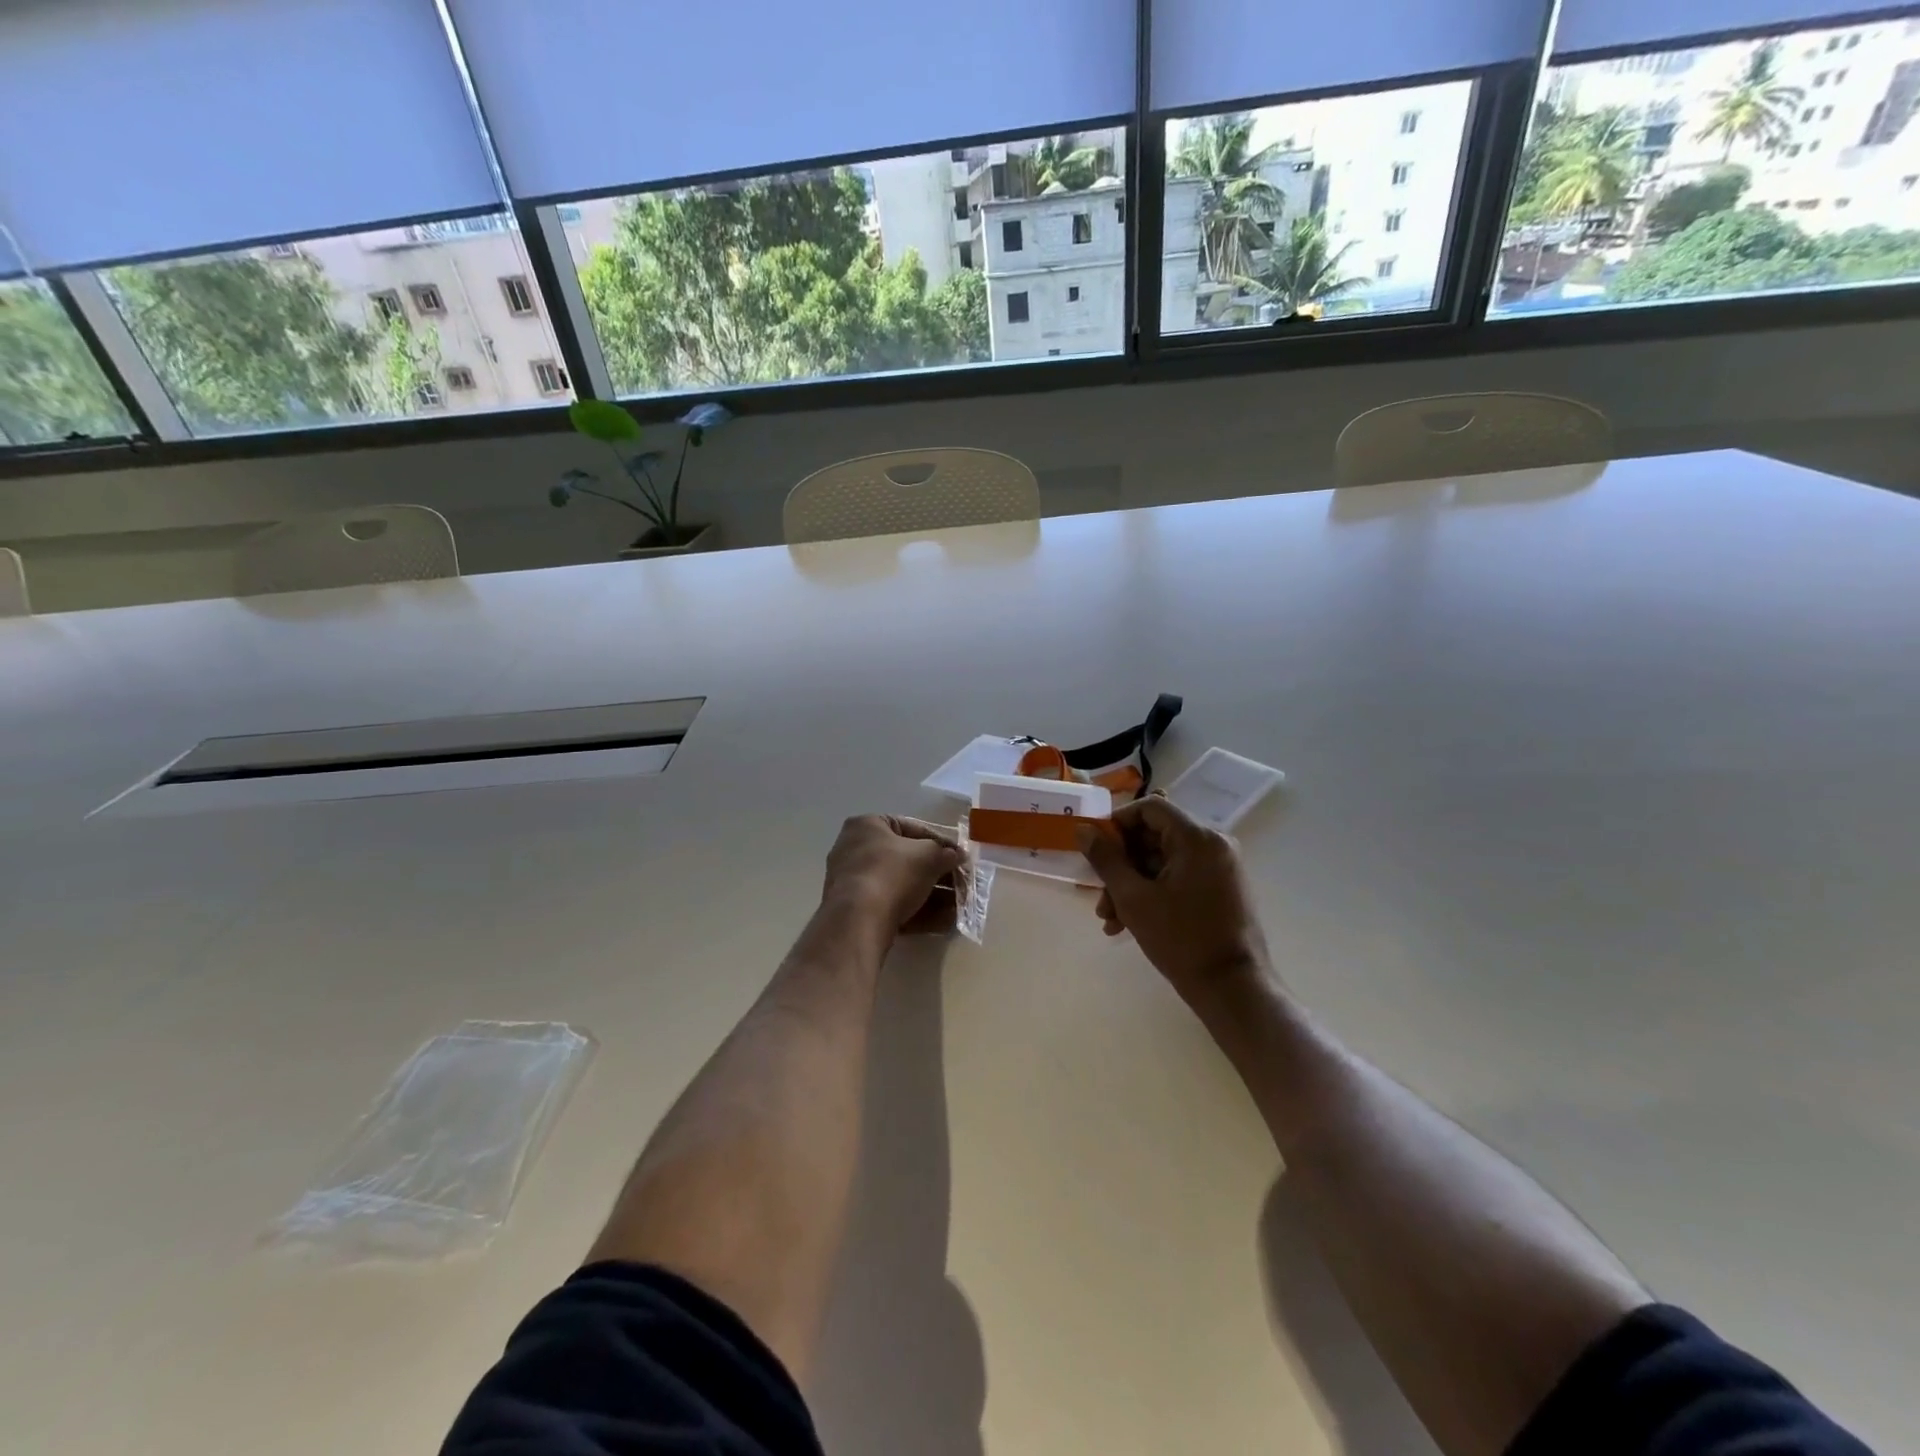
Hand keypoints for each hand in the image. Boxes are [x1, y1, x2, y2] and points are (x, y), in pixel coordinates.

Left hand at [823, 815, 965, 933]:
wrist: (859, 920)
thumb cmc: (893, 872)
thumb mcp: (929, 856)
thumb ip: (945, 853)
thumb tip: (957, 856)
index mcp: (867, 826)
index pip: (910, 828)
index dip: (940, 841)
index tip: (959, 855)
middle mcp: (855, 850)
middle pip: (906, 860)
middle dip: (937, 873)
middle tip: (961, 883)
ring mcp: (854, 883)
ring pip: (901, 886)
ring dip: (933, 896)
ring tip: (958, 906)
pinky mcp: (857, 912)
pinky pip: (893, 906)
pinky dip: (918, 912)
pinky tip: (945, 922)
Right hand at [1076, 796, 1275, 1015]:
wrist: (1233, 990)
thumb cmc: (1182, 940)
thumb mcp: (1134, 898)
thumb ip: (1106, 860)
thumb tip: (1083, 830)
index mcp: (1197, 838)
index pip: (1150, 807)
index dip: (1118, 823)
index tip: (1096, 850)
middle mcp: (1214, 844)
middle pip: (1155, 836)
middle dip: (1121, 865)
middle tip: (1099, 895)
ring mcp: (1220, 867)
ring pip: (1163, 861)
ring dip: (1132, 884)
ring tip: (1110, 919)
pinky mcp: (1222, 889)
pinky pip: (1179, 877)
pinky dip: (1153, 893)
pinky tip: (1128, 924)